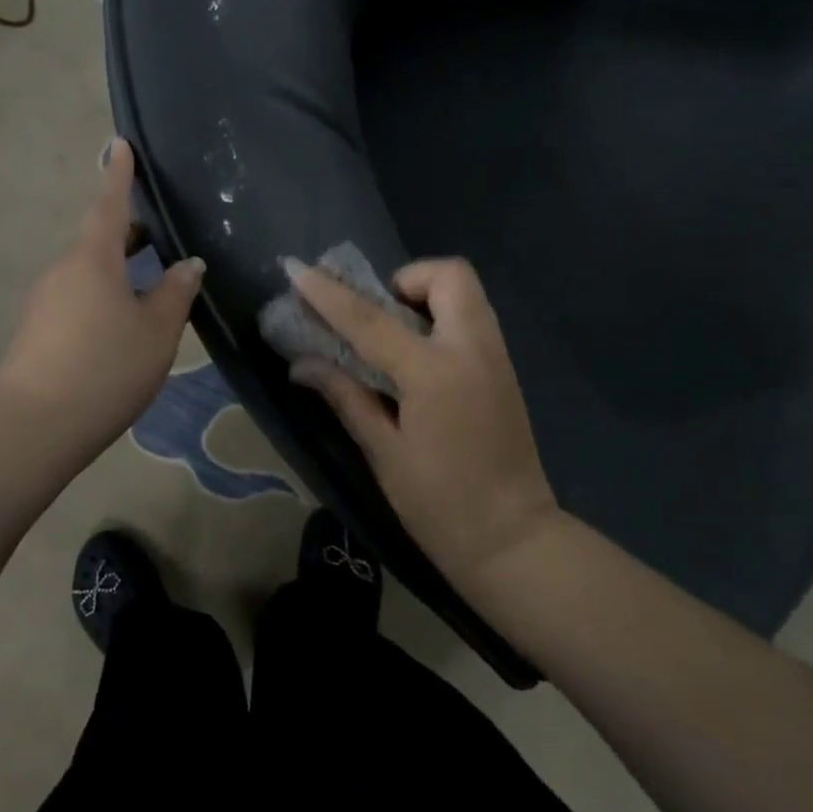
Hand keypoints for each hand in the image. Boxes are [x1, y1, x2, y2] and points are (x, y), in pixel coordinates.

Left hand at [0, 139, 203, 462]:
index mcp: (93, 259)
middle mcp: (63, 270)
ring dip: (119, 270)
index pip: (109, 205)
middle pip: (99, 240)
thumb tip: (188, 264)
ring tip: (152, 285)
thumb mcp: (156, 331)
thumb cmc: (106, 367)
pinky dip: (104, 296)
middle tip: (161, 233)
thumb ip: (175, 293)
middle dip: (129, 232)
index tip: (120, 145)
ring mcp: (45, 300)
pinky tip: (123, 323)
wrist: (35, 426)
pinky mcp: (37, 330)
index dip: (119, 176)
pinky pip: (78, 297)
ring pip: (89, 272)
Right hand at [290, 258, 559, 579]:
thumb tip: (302, 364)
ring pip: (465, 293)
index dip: (329, 294)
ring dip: (425, 296)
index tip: (297, 271)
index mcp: (434, 373)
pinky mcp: (505, 370)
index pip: (370, 319)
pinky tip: (418, 359)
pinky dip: (442, 319)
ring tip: (393, 337)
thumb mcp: (383, 452)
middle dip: (406, 280)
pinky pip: (472, 319)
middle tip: (377, 314)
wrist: (514, 540)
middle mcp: (472, 350)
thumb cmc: (440, 504)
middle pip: (448, 275)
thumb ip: (346, 397)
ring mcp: (496, 357)